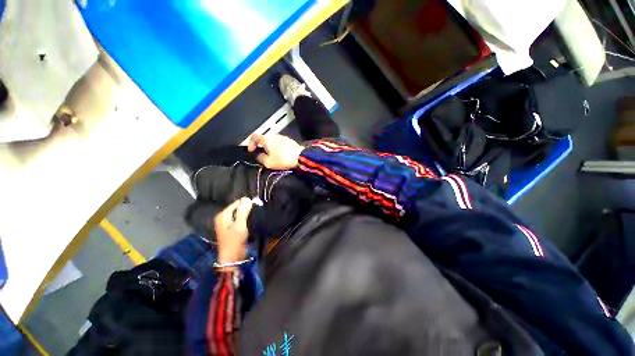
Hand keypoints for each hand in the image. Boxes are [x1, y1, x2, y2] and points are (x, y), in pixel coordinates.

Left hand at [213, 197, 253, 264]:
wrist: (232, 257)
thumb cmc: (234, 241)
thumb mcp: (240, 225)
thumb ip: (243, 211)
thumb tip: (247, 199)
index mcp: (222, 215)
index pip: (236, 203)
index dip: (246, 204)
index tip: (255, 206)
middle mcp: (223, 217)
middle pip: (237, 208)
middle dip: (246, 209)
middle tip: (254, 213)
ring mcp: (227, 223)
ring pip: (239, 213)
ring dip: (246, 214)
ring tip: (253, 216)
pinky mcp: (231, 228)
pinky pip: (239, 219)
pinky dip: (244, 219)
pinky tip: (249, 222)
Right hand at [247, 134, 303, 169]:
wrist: (300, 157)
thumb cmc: (282, 159)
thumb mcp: (268, 162)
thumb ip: (260, 158)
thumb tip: (258, 155)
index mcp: (267, 139)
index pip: (254, 136)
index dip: (250, 143)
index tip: (251, 151)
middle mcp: (274, 135)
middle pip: (264, 139)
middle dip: (261, 146)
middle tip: (262, 155)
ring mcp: (283, 137)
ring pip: (272, 141)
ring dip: (270, 147)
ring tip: (272, 156)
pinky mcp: (290, 140)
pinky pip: (280, 142)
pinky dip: (277, 147)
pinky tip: (280, 154)